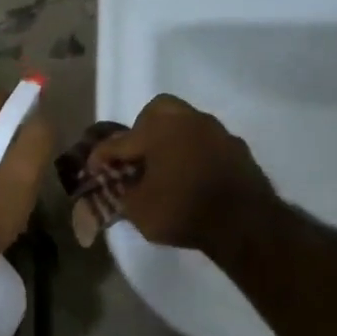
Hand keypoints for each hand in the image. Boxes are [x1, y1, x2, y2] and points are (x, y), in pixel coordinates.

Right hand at [86, 94, 276, 252]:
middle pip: (156, 112)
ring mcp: (216, 131)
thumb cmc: (183, 212)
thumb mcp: (139, 211)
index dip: (100, 158)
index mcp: (157, 130)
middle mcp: (187, 120)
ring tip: (164, 167)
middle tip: (136, 157)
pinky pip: (206, 143)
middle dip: (141, 130)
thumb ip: (123, 193)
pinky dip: (193, 153)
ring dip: (170, 140)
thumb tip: (122, 186)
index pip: (118, 142)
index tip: (91, 170)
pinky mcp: (236, 148)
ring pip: (185, 123)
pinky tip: (191, 175)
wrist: (245, 223)